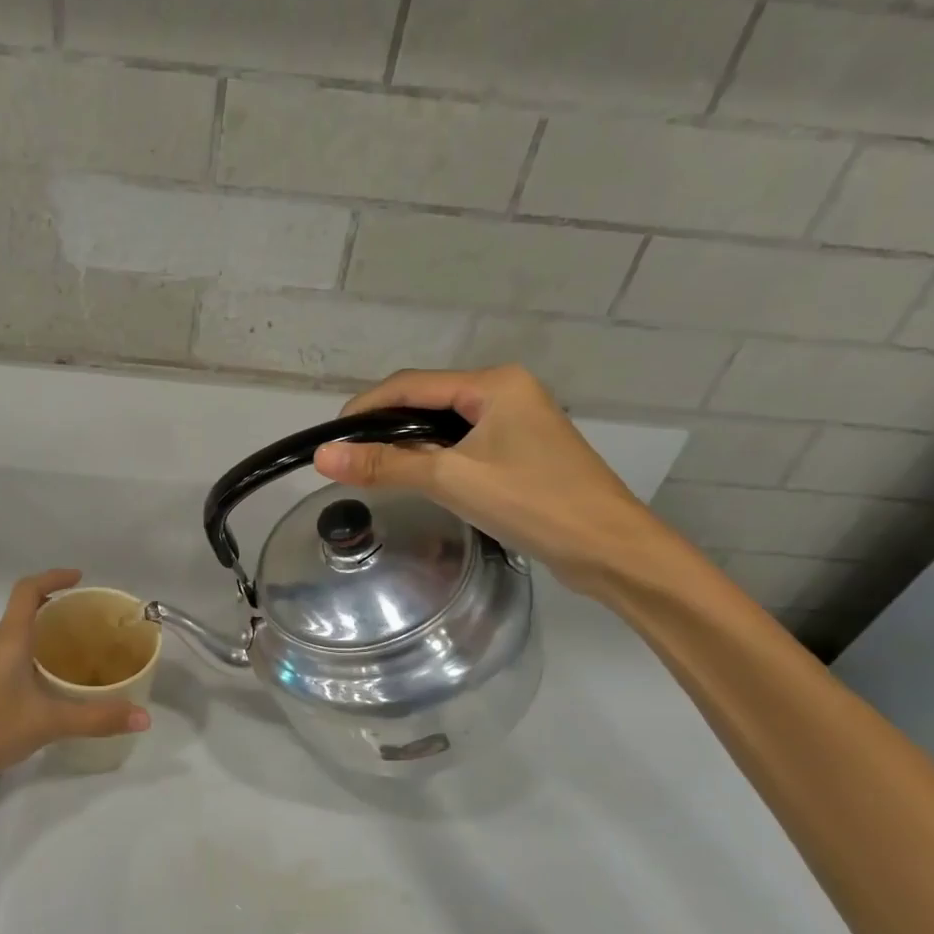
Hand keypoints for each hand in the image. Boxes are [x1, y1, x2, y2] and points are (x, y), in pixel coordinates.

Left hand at [0, 569, 150, 806]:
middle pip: (24, 613)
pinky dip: (32, 660)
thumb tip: (144, 717)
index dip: (54, 577)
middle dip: (57, 611)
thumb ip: (96, 718)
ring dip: (45, 638)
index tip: (80, 578)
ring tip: (79, 655)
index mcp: (7, 639)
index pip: (28, 590)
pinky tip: (49, 688)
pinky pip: (8, 659)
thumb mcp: (46, 723)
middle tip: (92, 625)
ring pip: (16, 639)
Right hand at [313, 366, 668, 597]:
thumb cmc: (533, 503)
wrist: (611, 550)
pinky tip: (415, 479)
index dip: (365, 408)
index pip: (411, 385)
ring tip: (372, 470)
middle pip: (426, 401)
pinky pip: (463, 444)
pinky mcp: (521, 451)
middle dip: (384, 426)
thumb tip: (323, 457)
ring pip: (444, 425)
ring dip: (407, 444)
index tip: (330, 438)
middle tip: (348, 458)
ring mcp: (517, 422)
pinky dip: (433, 458)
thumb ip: (386, 466)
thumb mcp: (452, 480)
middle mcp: (506, 392)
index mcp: (494, 384)